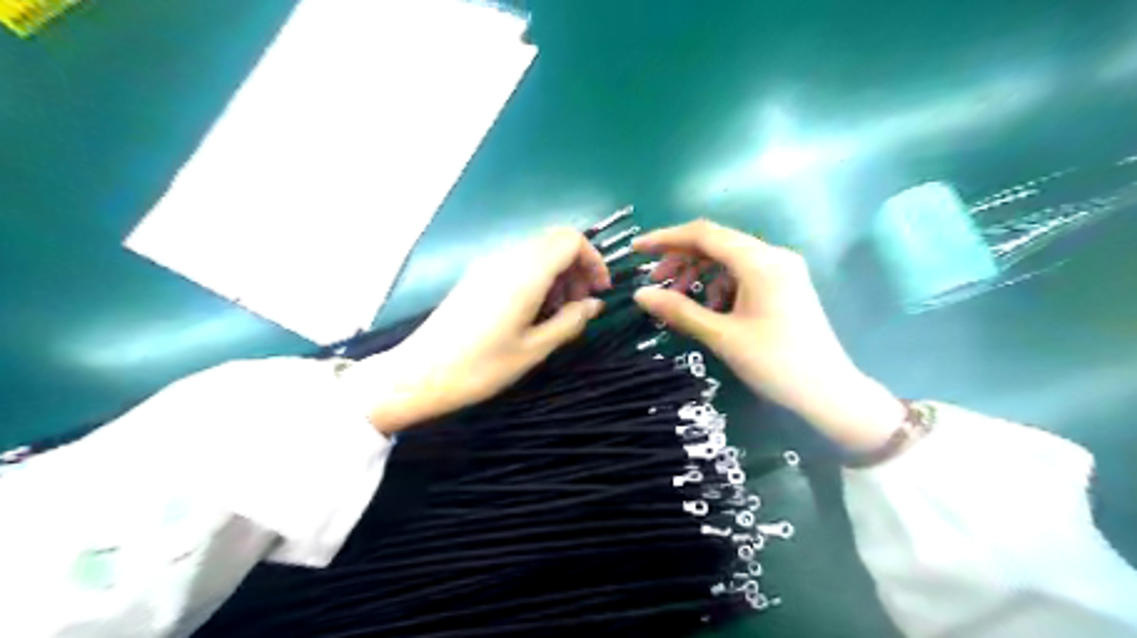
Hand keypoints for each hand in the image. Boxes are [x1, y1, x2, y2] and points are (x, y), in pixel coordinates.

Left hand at [349, 227, 607, 432]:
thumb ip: (570, 322)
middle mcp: (507, 258)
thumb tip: (594, 305)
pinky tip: (532, 311)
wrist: (420, 374)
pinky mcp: (477, 275)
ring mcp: (488, 264)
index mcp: (525, 272)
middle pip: (554, 241)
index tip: (598, 291)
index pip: (571, 240)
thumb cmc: (481, 366)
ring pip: (536, 250)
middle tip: (580, 304)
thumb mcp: (533, 349)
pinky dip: (536, 277)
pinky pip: (517, 262)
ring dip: (557, 273)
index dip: (593, 260)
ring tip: (558, 312)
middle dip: (577, 266)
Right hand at [630, 223, 907, 450]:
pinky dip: (719, 285)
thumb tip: (639, 294)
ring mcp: (782, 269)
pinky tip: (712, 310)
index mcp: (760, 262)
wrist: (829, 392)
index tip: (637, 250)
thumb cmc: (775, 364)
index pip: (704, 234)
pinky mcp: (785, 285)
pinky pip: (743, 274)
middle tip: (655, 282)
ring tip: (680, 300)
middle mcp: (773, 255)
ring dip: (699, 274)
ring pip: (728, 259)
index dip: (666, 238)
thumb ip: (679, 310)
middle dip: (681, 259)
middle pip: (716, 243)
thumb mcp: (722, 336)